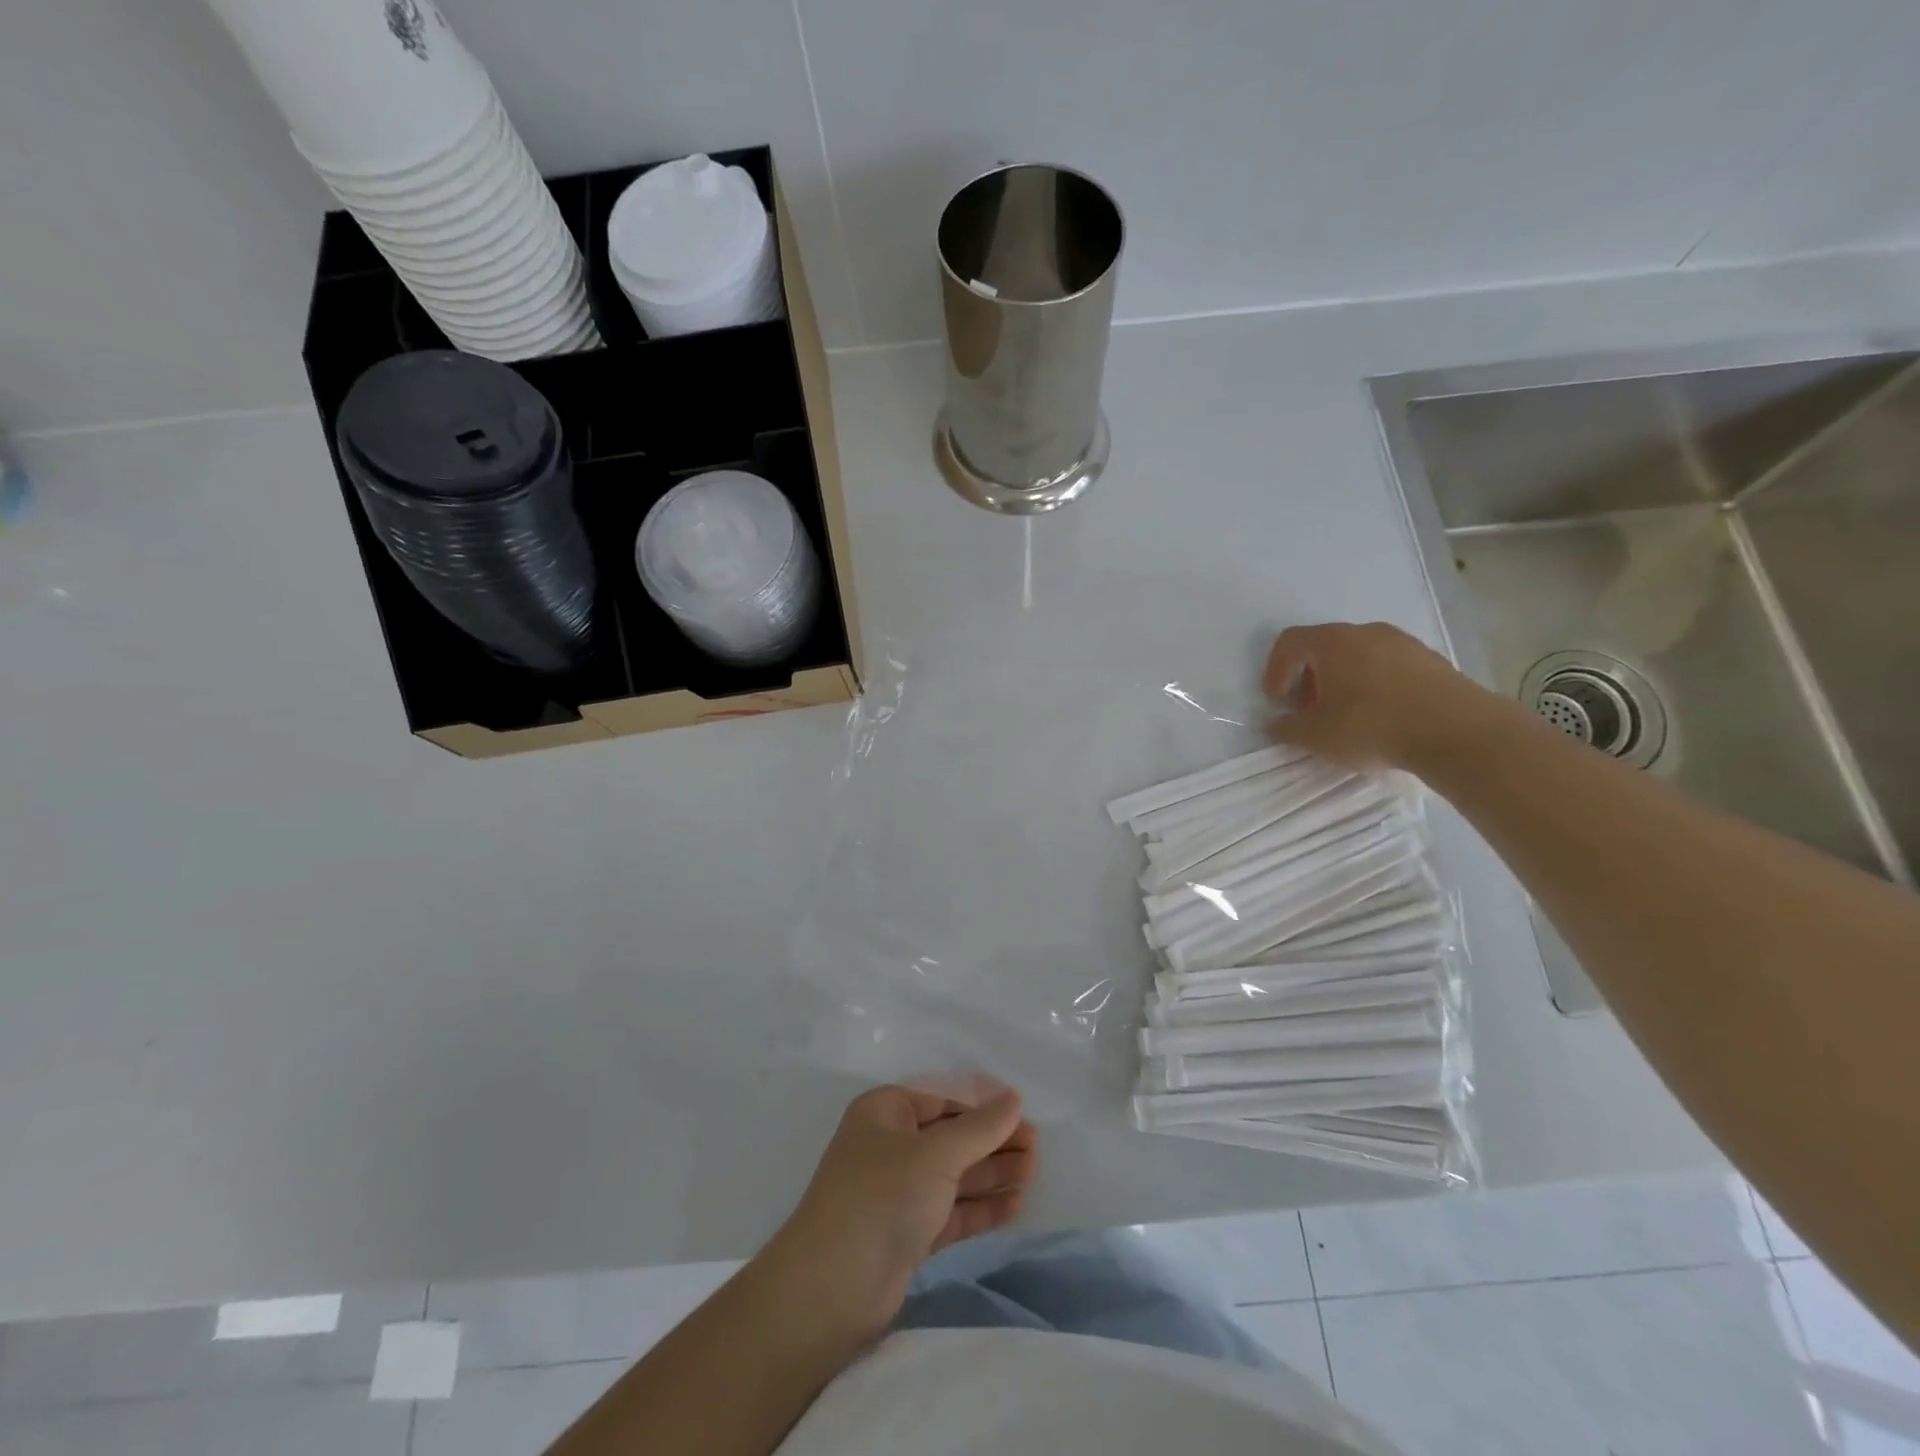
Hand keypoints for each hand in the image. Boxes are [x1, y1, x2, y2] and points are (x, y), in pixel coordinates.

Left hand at [761, 1086, 1036, 1342]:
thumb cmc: (882, 1197)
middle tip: (1036, 1148)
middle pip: (950, 1137)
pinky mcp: (907, 1235)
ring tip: (1034, 1172)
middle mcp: (890, 1147)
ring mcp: (898, 1193)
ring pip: (953, 1176)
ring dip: (992, 1174)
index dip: (981, 1103)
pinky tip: (1016, 1206)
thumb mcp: (936, 1154)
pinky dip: (981, 1209)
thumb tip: (1013, 1099)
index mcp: (885, 1112)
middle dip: (992, 1142)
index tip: (1022, 1111)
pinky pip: (951, 1212)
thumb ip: (979, 1128)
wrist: (831, 1289)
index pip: (941, 1098)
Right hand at [1264, 621, 1517, 771]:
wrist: (1457, 732)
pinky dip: (1374, 685)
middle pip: (1325, 647)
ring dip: (1342, 682)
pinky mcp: (1432, 661)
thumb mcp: (1316, 736)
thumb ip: (1287, 728)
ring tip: (1345, 717)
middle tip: (1307, 711)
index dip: (1275, 670)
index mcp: (1333, 642)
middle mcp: (1367, 632)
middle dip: (1309, 678)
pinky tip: (1381, 717)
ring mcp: (1404, 643)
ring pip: (1359, 656)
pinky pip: (1388, 667)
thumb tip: (1275, 724)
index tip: (1277, 701)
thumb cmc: (1372, 726)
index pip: (1290, 642)